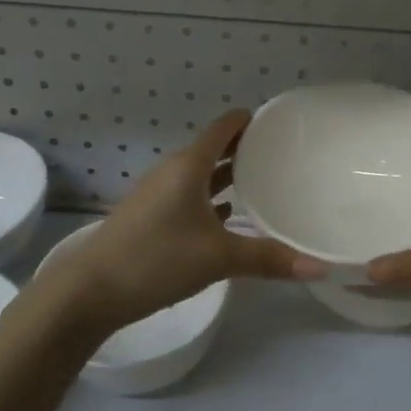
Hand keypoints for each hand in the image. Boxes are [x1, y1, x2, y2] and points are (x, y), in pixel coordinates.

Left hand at [29, 110, 324, 336]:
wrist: (90, 290)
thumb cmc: (156, 259)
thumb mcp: (218, 258)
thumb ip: (268, 259)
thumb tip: (320, 268)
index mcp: (189, 166)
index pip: (224, 128)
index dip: (250, 120)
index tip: (281, 123)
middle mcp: (173, 172)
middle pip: (214, 149)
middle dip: (245, 149)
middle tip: (284, 155)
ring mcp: (158, 195)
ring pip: (201, 175)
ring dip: (228, 175)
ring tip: (264, 182)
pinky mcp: (150, 217)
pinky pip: (189, 197)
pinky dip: (211, 199)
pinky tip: (229, 217)